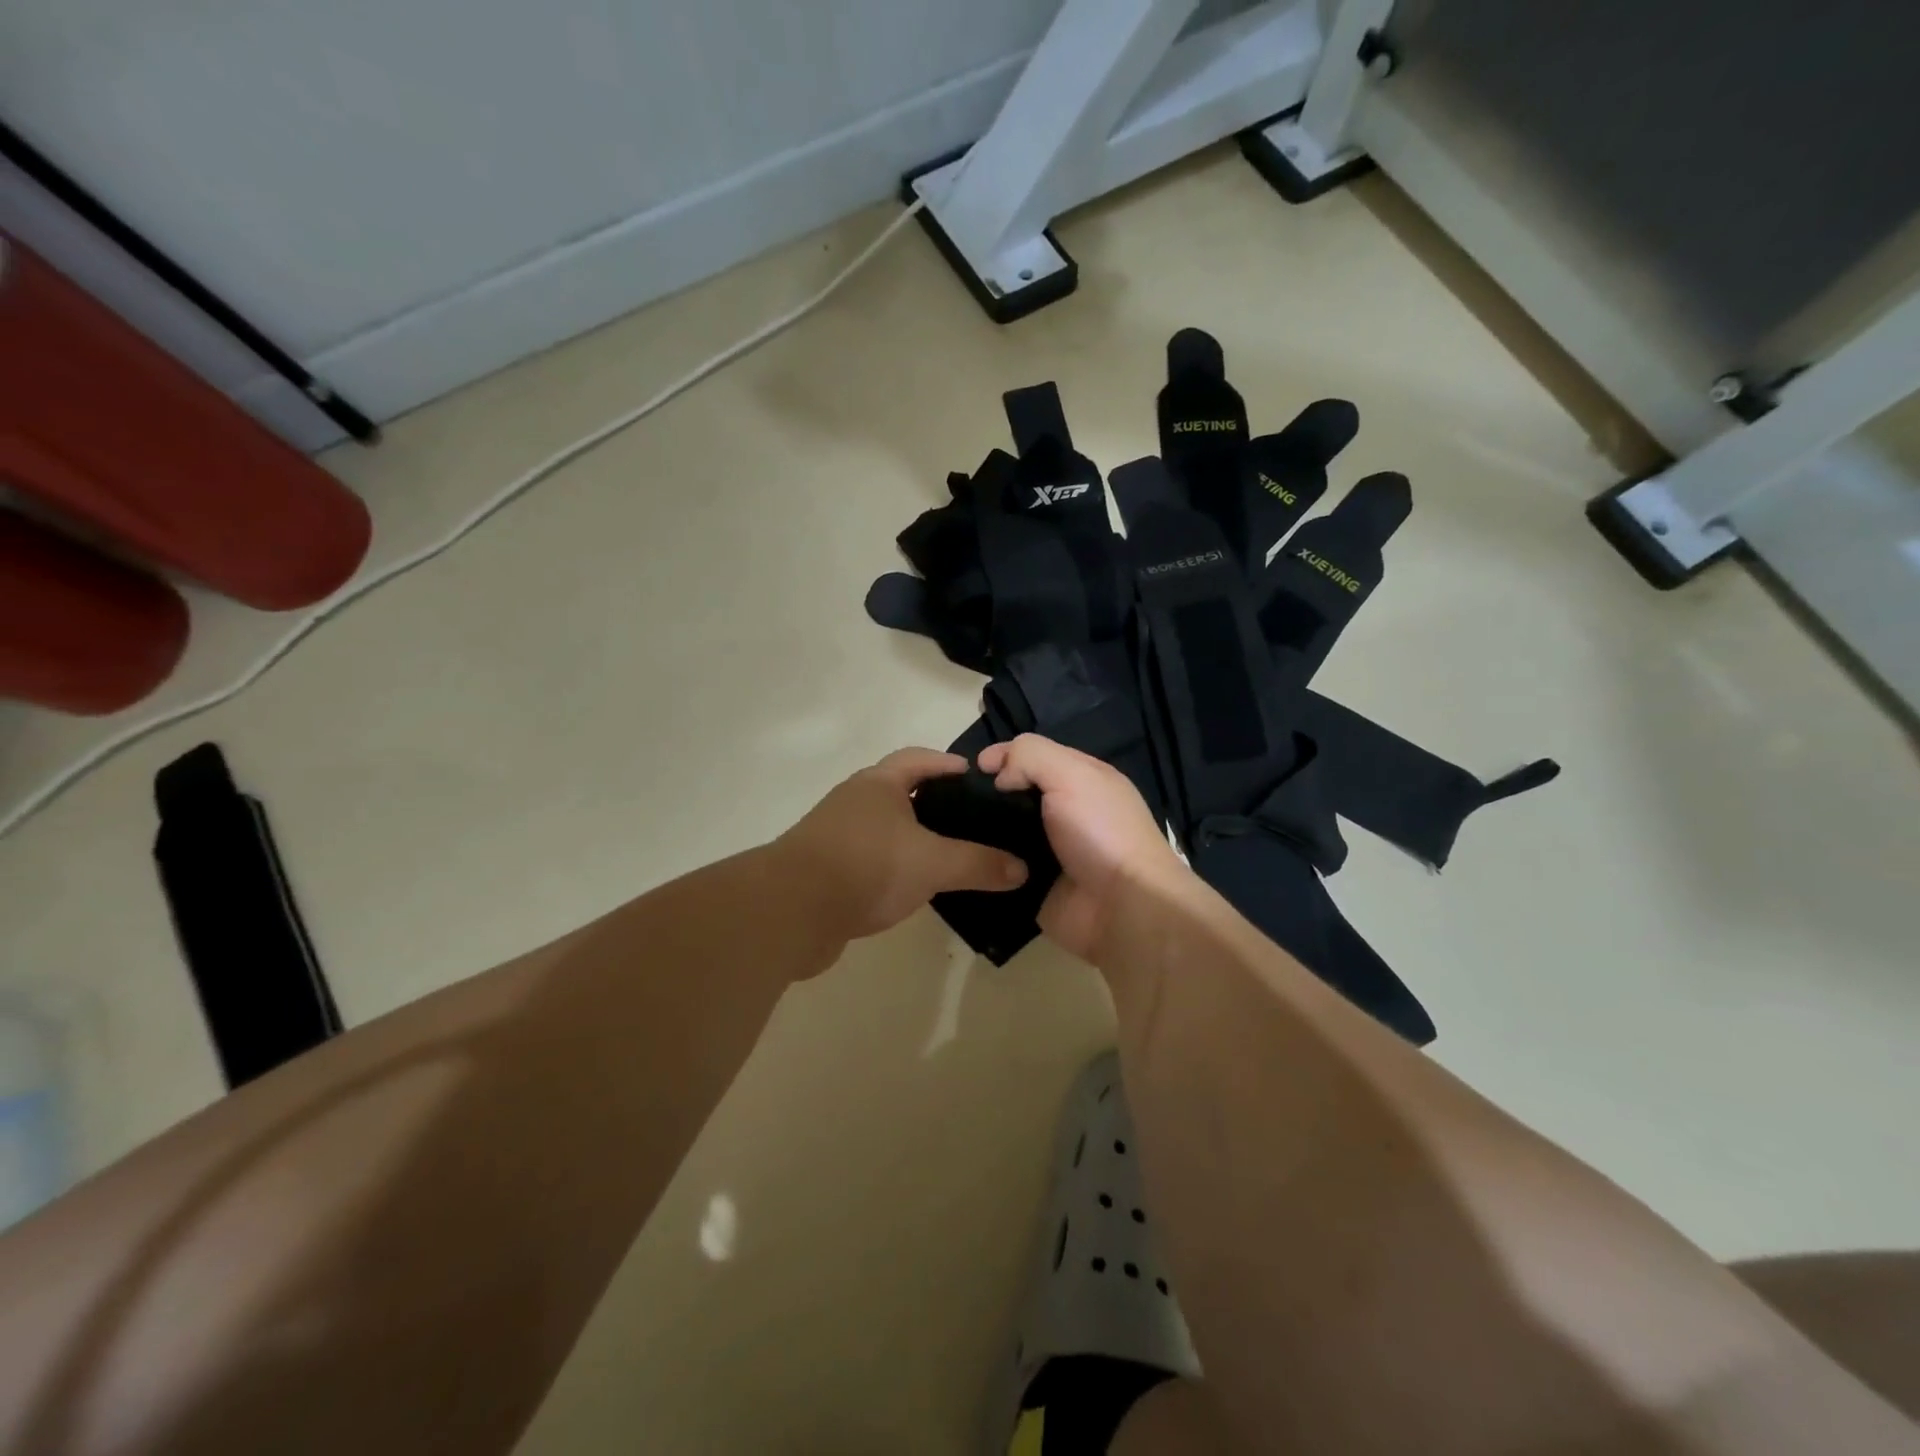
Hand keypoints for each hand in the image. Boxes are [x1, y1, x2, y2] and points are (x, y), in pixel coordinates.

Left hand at [777, 748, 1027, 943]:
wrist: (792, 910)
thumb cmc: (867, 867)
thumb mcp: (933, 863)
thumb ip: (979, 864)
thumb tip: (1022, 869)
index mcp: (878, 784)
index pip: (918, 759)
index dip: (947, 764)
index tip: (976, 776)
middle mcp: (854, 801)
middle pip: (899, 791)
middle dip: (932, 802)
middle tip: (969, 819)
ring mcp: (835, 834)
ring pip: (883, 827)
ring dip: (911, 836)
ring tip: (947, 854)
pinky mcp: (825, 868)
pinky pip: (869, 857)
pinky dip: (892, 865)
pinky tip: (911, 886)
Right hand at [976, 734, 1189, 960]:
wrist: (1120, 909)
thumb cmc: (1100, 832)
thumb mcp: (1072, 775)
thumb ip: (1031, 757)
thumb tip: (998, 776)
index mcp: (1082, 779)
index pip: (1035, 755)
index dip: (1005, 754)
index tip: (975, 767)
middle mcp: (1065, 811)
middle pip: (1015, 792)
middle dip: (988, 793)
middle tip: (958, 799)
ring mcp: (1048, 849)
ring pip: (1003, 830)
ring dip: (981, 829)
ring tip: (952, 828)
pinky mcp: (1032, 883)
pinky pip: (1000, 866)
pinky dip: (984, 862)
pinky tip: (961, 857)